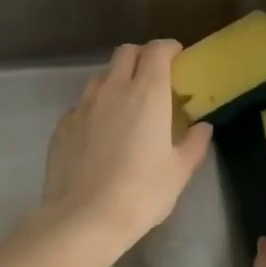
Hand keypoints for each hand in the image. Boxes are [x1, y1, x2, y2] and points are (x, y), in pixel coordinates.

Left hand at [41, 40, 213, 251]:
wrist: (84, 218)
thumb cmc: (141, 193)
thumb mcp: (179, 172)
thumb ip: (193, 144)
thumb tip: (203, 128)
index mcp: (146, 93)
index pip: (157, 51)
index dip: (168, 48)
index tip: (177, 57)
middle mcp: (113, 89)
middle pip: (126, 53)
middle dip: (142, 56)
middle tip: (153, 76)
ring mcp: (83, 105)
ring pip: (101, 77)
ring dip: (116, 80)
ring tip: (125, 105)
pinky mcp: (63, 125)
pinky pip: (82, 105)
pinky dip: (95, 108)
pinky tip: (100, 134)